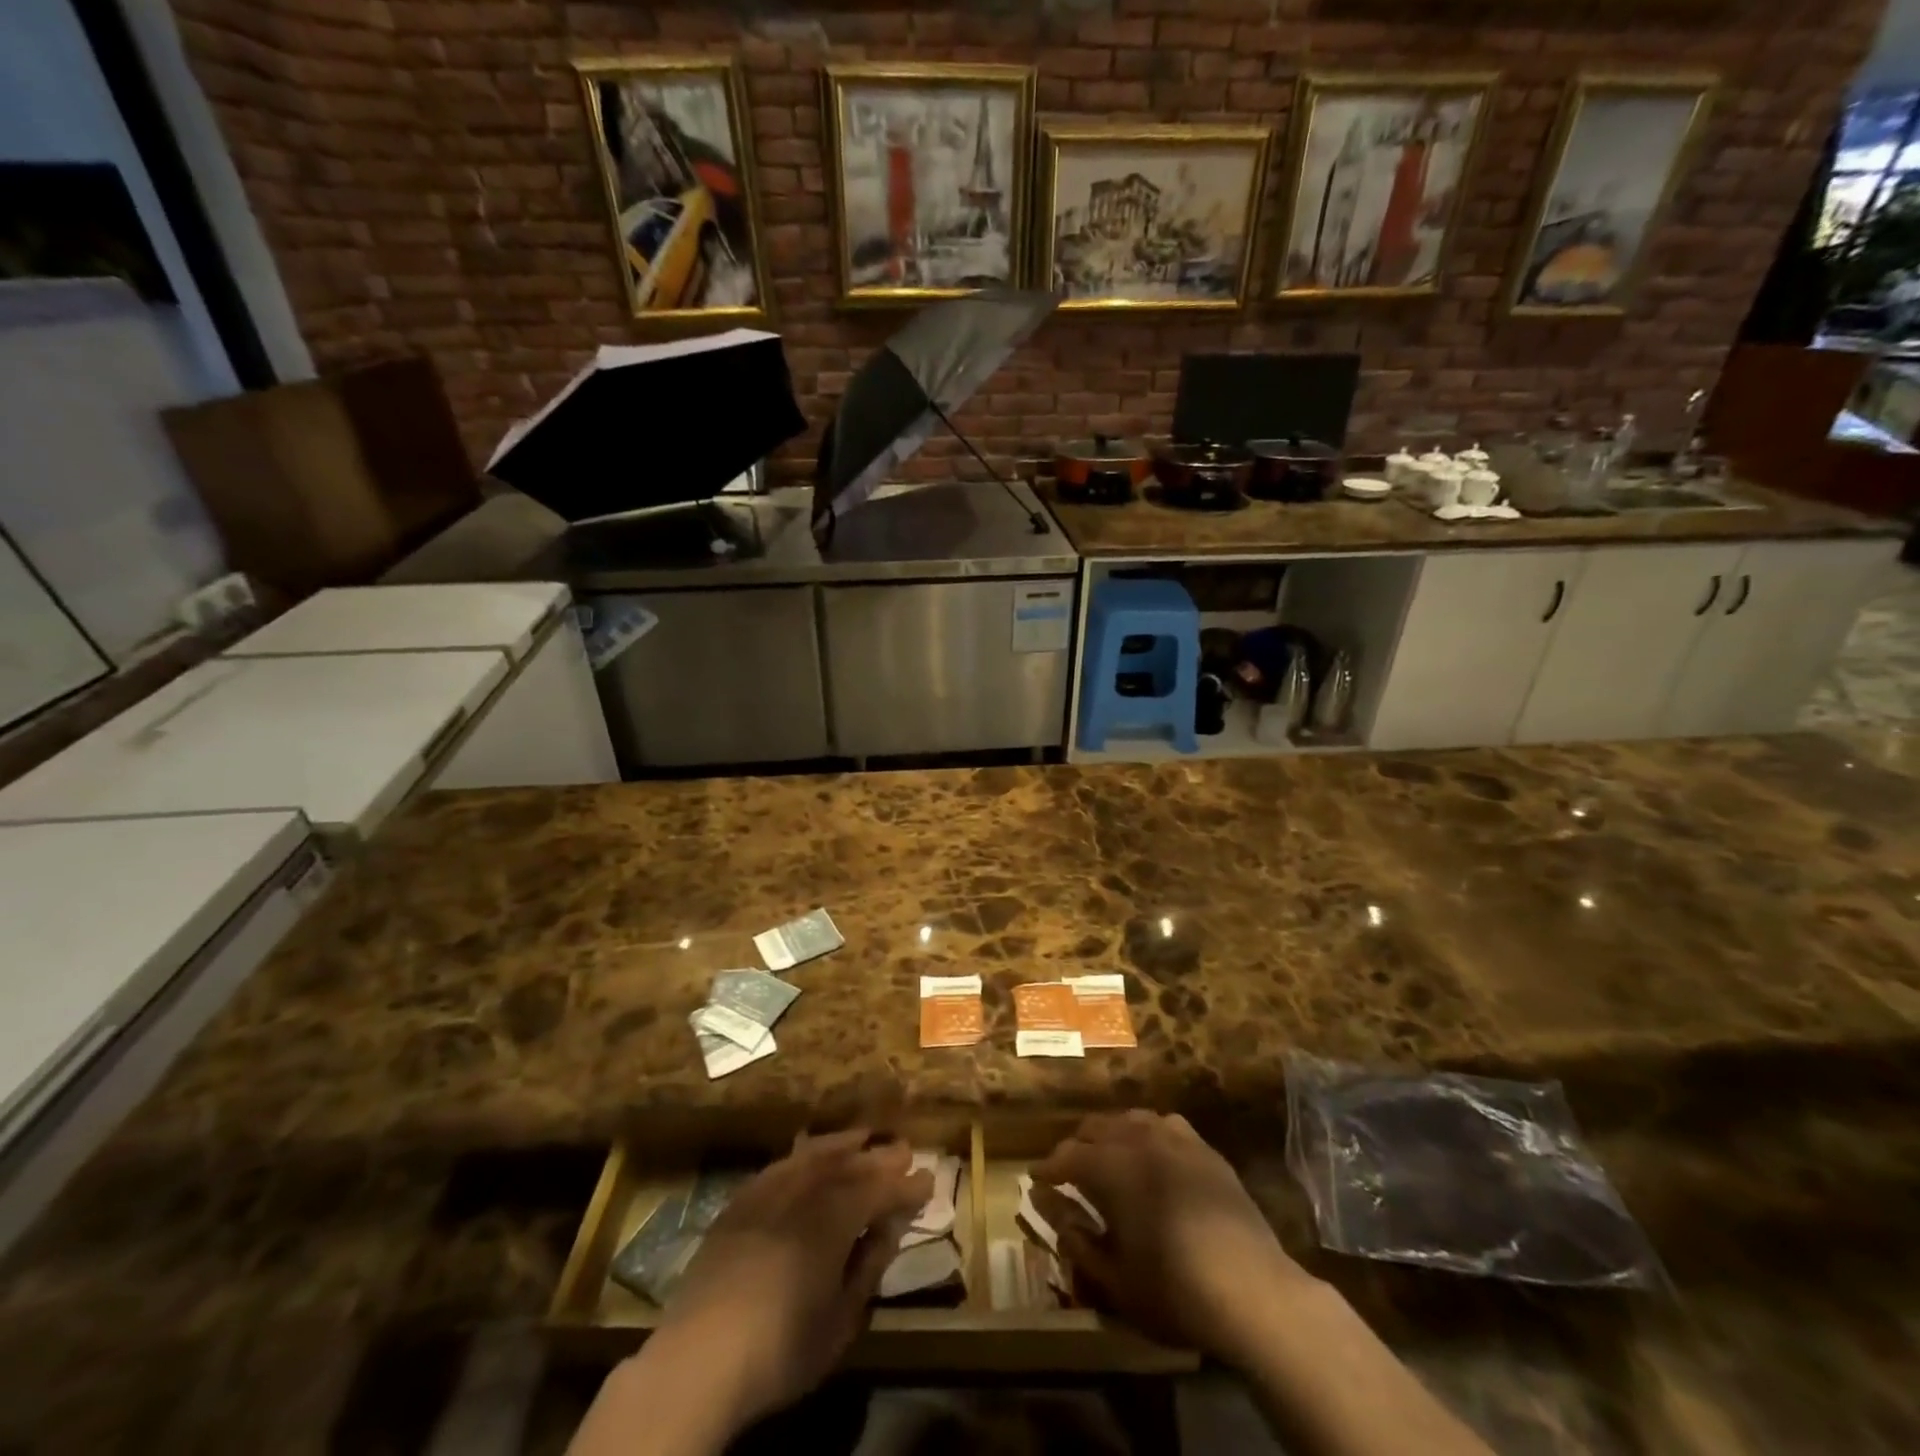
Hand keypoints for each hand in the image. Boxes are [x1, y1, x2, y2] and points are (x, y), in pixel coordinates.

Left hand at [644, 1129, 931, 1434]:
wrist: (697, 1358)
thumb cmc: (780, 1349)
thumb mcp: (840, 1320)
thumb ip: (868, 1266)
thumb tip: (889, 1228)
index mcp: (835, 1219)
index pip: (881, 1189)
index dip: (906, 1185)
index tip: (927, 1180)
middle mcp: (805, 1192)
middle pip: (850, 1164)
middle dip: (880, 1157)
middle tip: (904, 1149)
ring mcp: (769, 1192)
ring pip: (815, 1154)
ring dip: (844, 1144)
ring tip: (863, 1135)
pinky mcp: (740, 1202)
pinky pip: (781, 1164)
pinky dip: (803, 1155)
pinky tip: (808, 1155)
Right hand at [1034, 1110, 1317, 1369]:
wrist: (1253, 1289)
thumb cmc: (1175, 1290)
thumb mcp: (1116, 1281)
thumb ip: (1080, 1244)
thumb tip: (1057, 1218)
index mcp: (1110, 1167)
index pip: (1067, 1156)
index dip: (1048, 1167)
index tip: (1036, 1178)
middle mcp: (1138, 1139)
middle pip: (1096, 1127)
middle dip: (1077, 1145)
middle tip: (1070, 1170)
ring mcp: (1175, 1139)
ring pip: (1131, 1119)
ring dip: (1112, 1134)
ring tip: (1109, 1156)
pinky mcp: (1205, 1149)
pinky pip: (1166, 1125)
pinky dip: (1149, 1133)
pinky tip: (1153, 1152)